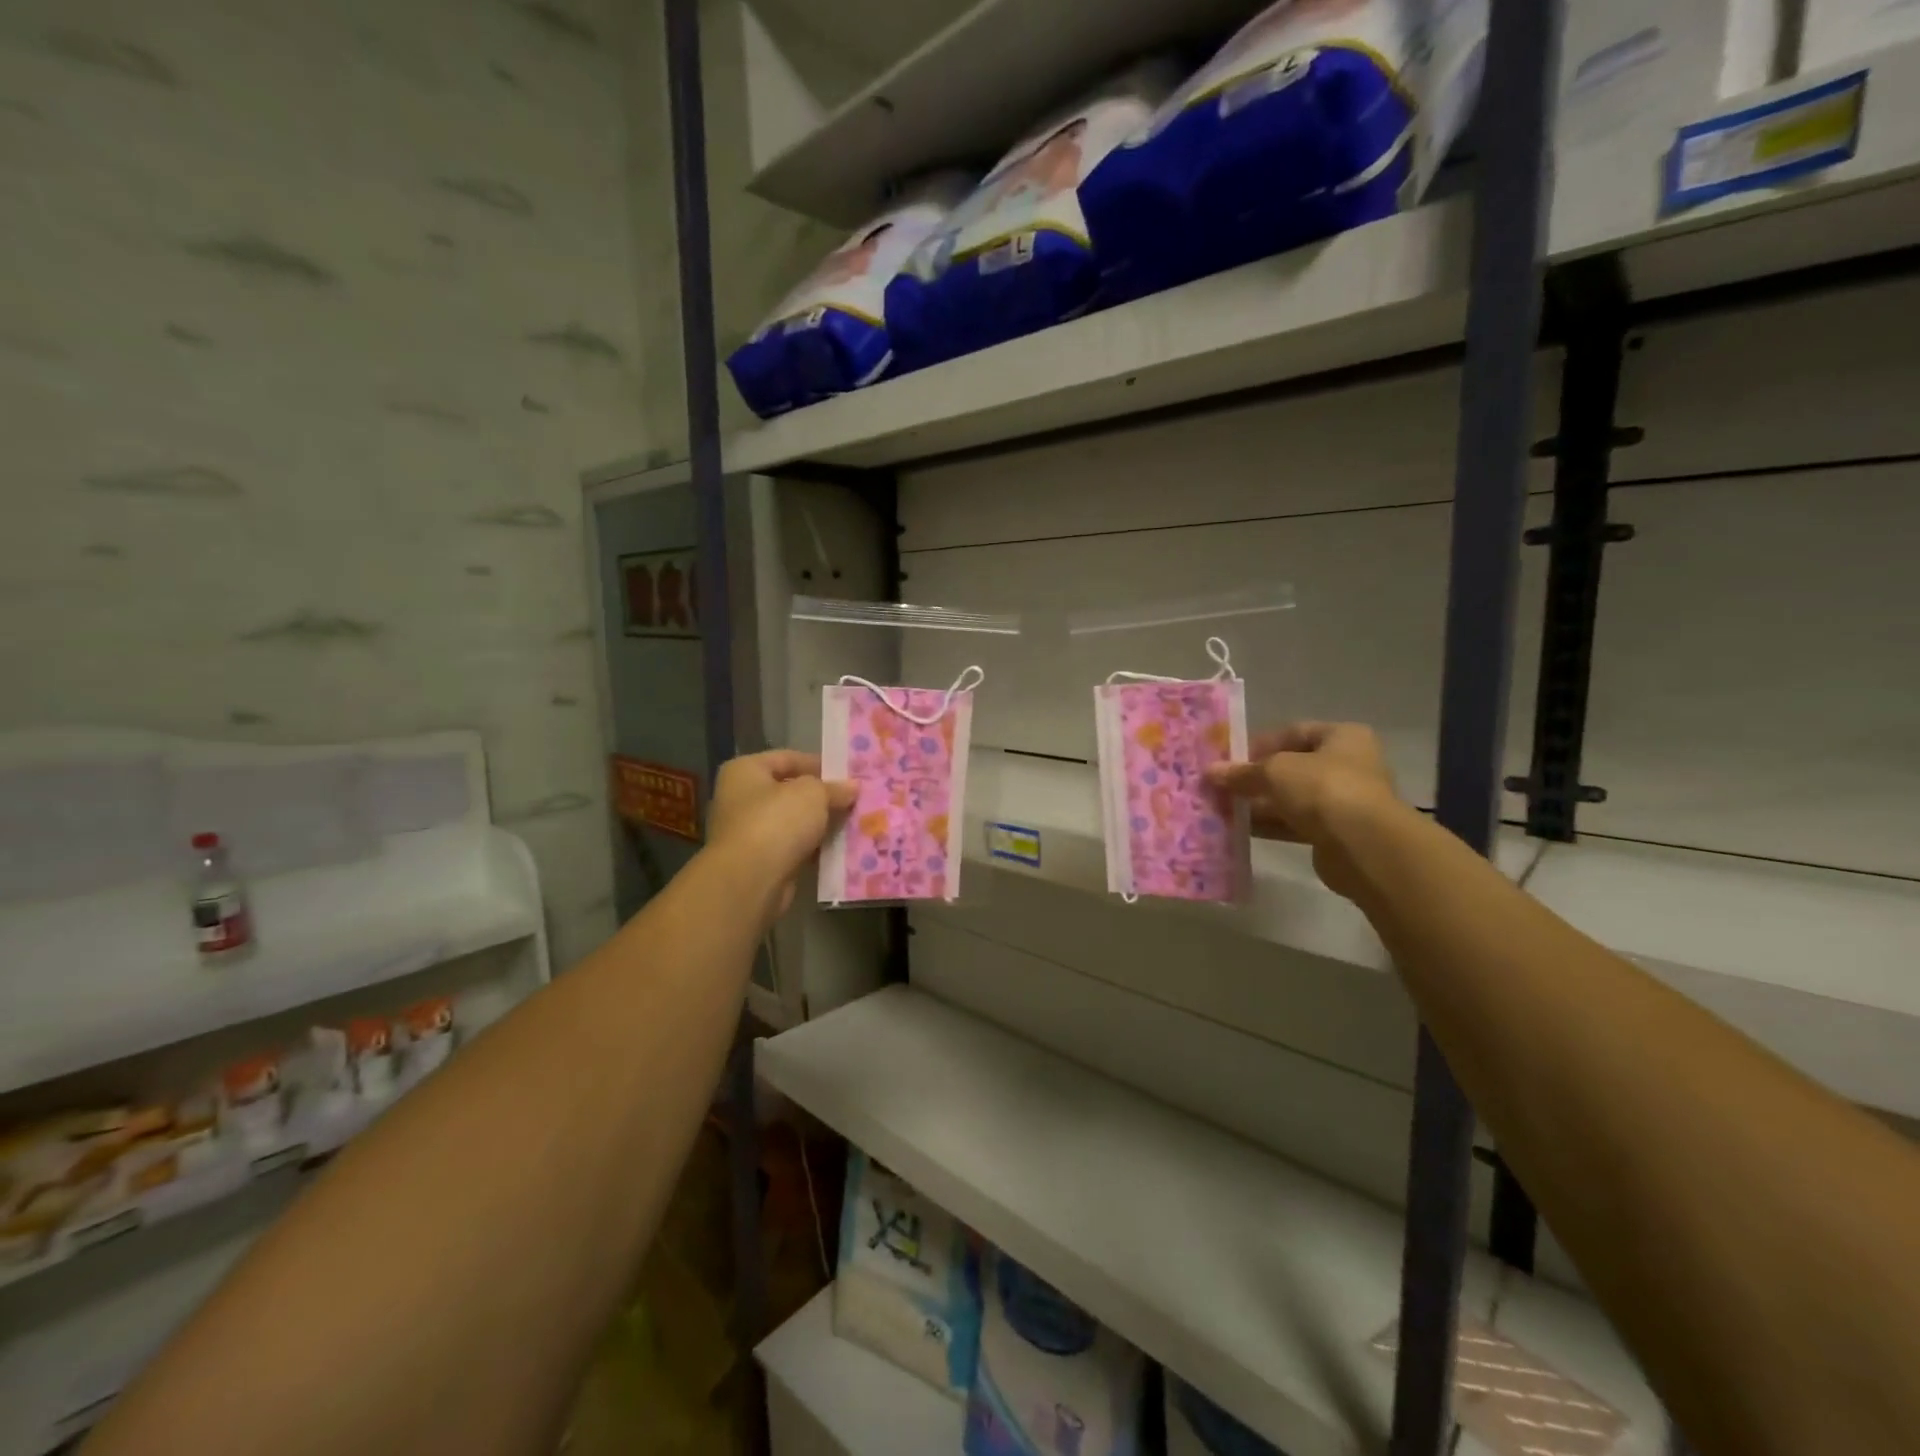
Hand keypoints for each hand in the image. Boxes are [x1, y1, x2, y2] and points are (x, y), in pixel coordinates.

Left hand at [705, 750, 855, 918]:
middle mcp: (741, 798)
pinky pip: (793, 847)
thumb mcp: (813, 794)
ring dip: (820, 824)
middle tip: (855, 799)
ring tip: (853, 822)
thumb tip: (853, 787)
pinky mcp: (759, 861)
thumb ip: (834, 788)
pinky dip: (813, 848)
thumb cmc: (777, 821)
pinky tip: (839, 848)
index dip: (818, 763)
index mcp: (745, 771)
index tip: (847, 774)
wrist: (750, 880)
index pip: (787, 758)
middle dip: (822, 797)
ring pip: (793, 822)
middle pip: (790, 791)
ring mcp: (748, 832)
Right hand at [1205, 723, 1398, 901]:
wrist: (1364, 846)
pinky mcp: (1335, 834)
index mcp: (1342, 737)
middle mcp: (1348, 765)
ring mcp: (1343, 801)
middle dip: (1256, 777)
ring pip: (1292, 798)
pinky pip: (1295, 824)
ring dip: (1259, 803)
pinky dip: (1270, 825)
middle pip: (1292, 768)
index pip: (1295, 732)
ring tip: (1223, 808)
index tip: (1231, 758)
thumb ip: (1242, 772)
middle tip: (1221, 785)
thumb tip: (1210, 772)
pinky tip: (1240, 829)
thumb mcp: (1275, 771)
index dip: (1261, 743)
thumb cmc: (1323, 789)